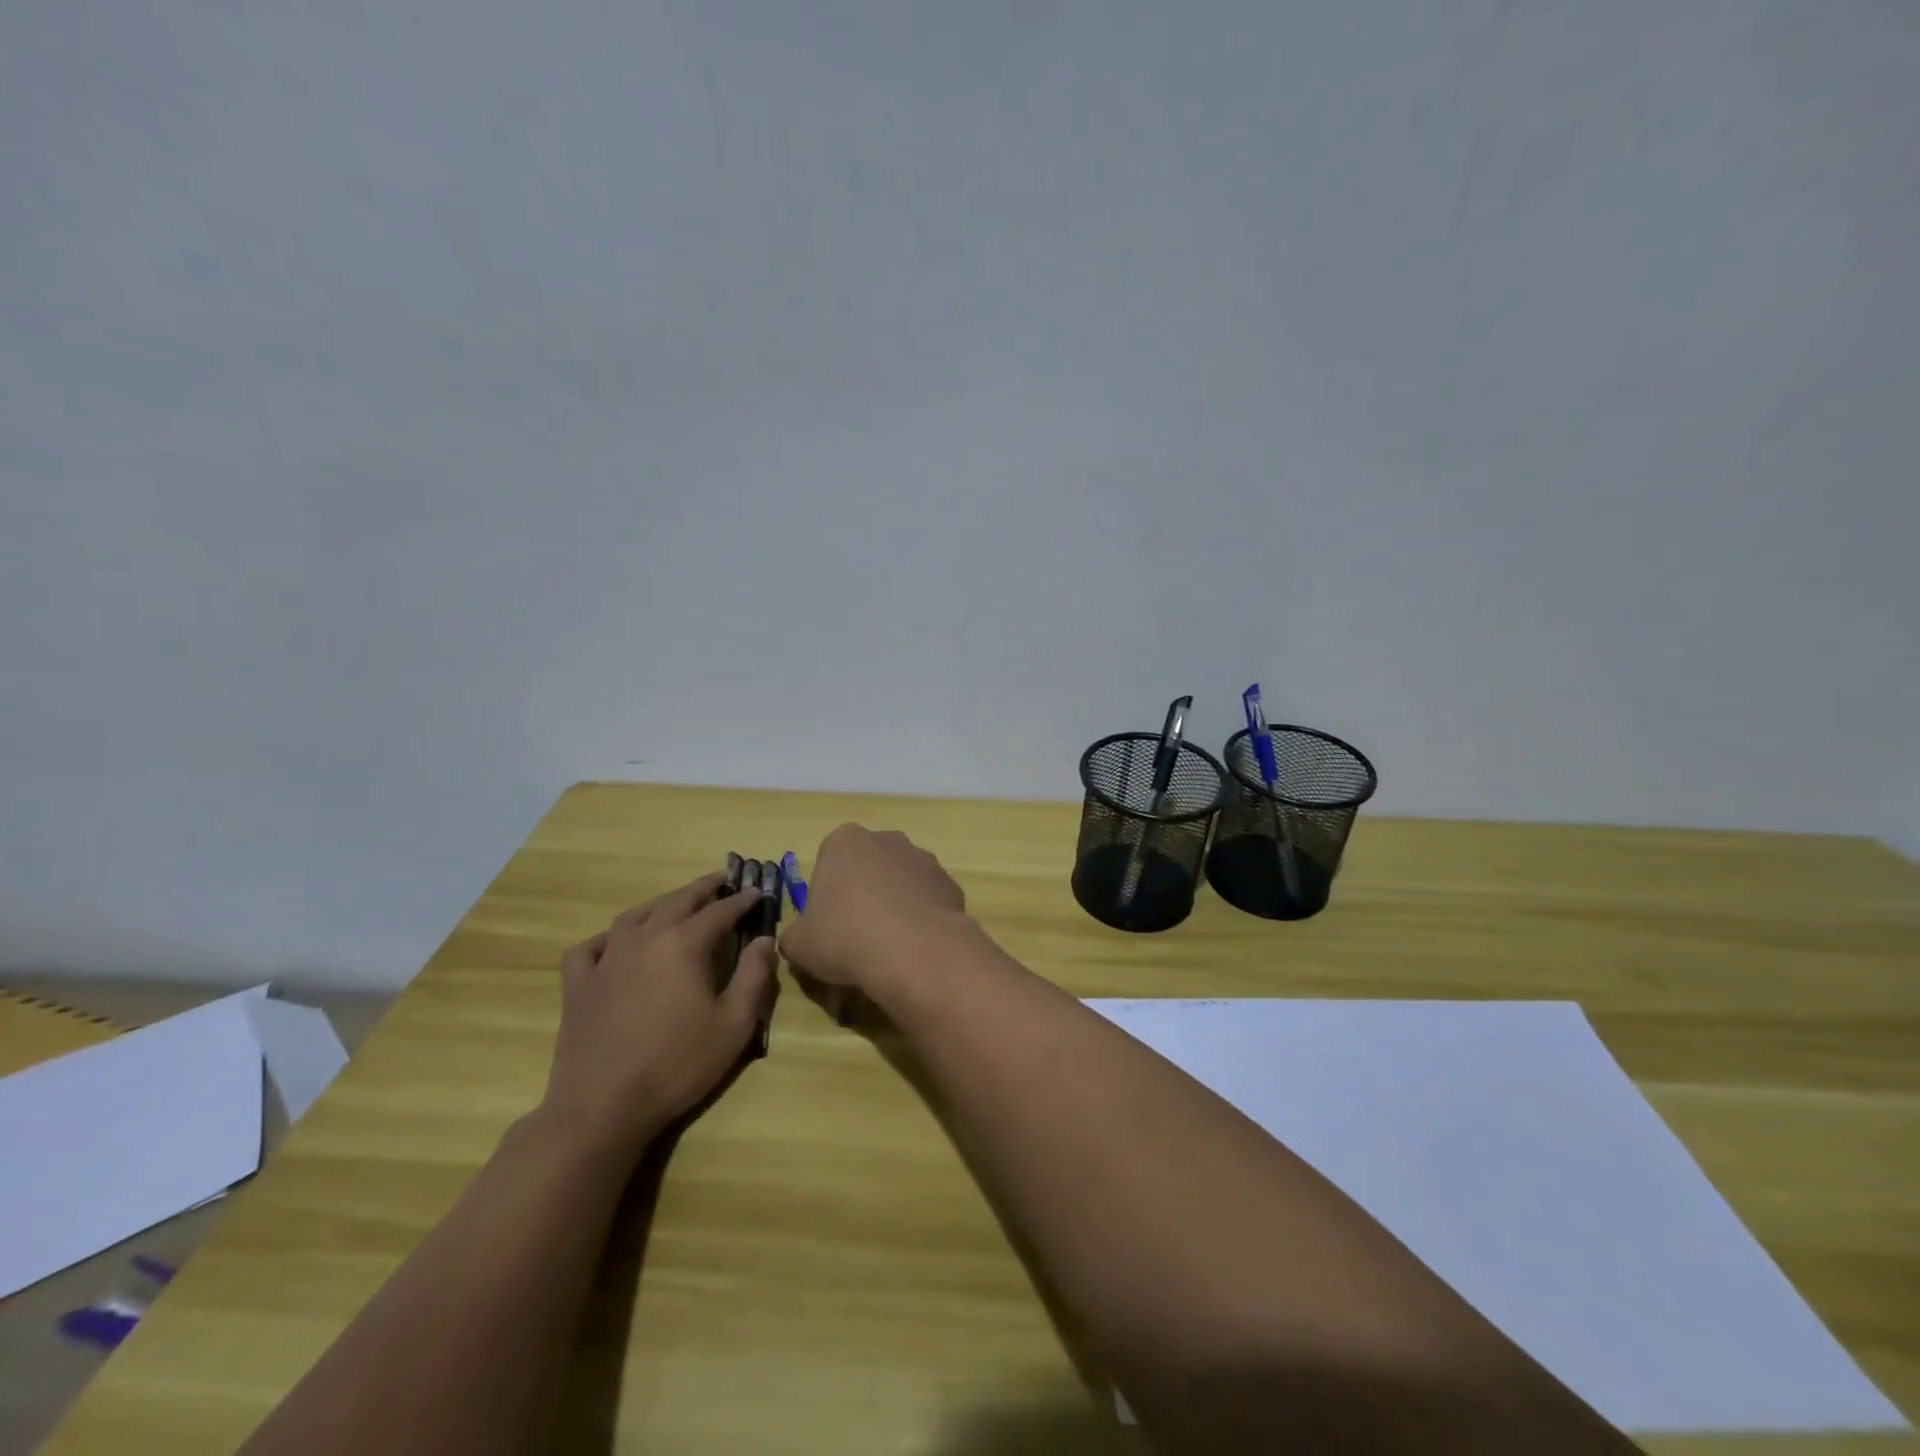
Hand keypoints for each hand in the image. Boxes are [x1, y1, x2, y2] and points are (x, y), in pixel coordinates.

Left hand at [540, 872, 775, 1160]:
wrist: (602, 1108)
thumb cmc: (677, 1066)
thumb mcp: (734, 1025)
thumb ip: (754, 976)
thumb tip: (764, 940)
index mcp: (683, 944)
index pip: (719, 911)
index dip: (741, 901)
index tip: (756, 893)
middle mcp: (644, 939)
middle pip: (677, 901)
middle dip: (703, 888)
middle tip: (721, 881)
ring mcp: (606, 960)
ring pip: (635, 916)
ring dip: (661, 903)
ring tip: (676, 903)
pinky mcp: (577, 985)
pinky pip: (591, 947)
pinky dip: (608, 937)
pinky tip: (616, 943)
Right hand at [779, 825, 972, 1000]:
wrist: (914, 952)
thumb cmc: (845, 937)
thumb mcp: (798, 944)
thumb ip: (795, 936)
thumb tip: (801, 940)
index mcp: (844, 841)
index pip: (829, 862)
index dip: (827, 896)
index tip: (828, 925)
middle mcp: (886, 839)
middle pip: (868, 868)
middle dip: (863, 895)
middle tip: (856, 937)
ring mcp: (923, 858)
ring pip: (900, 883)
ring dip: (894, 906)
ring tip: (889, 949)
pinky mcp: (950, 883)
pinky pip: (928, 901)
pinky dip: (921, 919)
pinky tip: (916, 948)